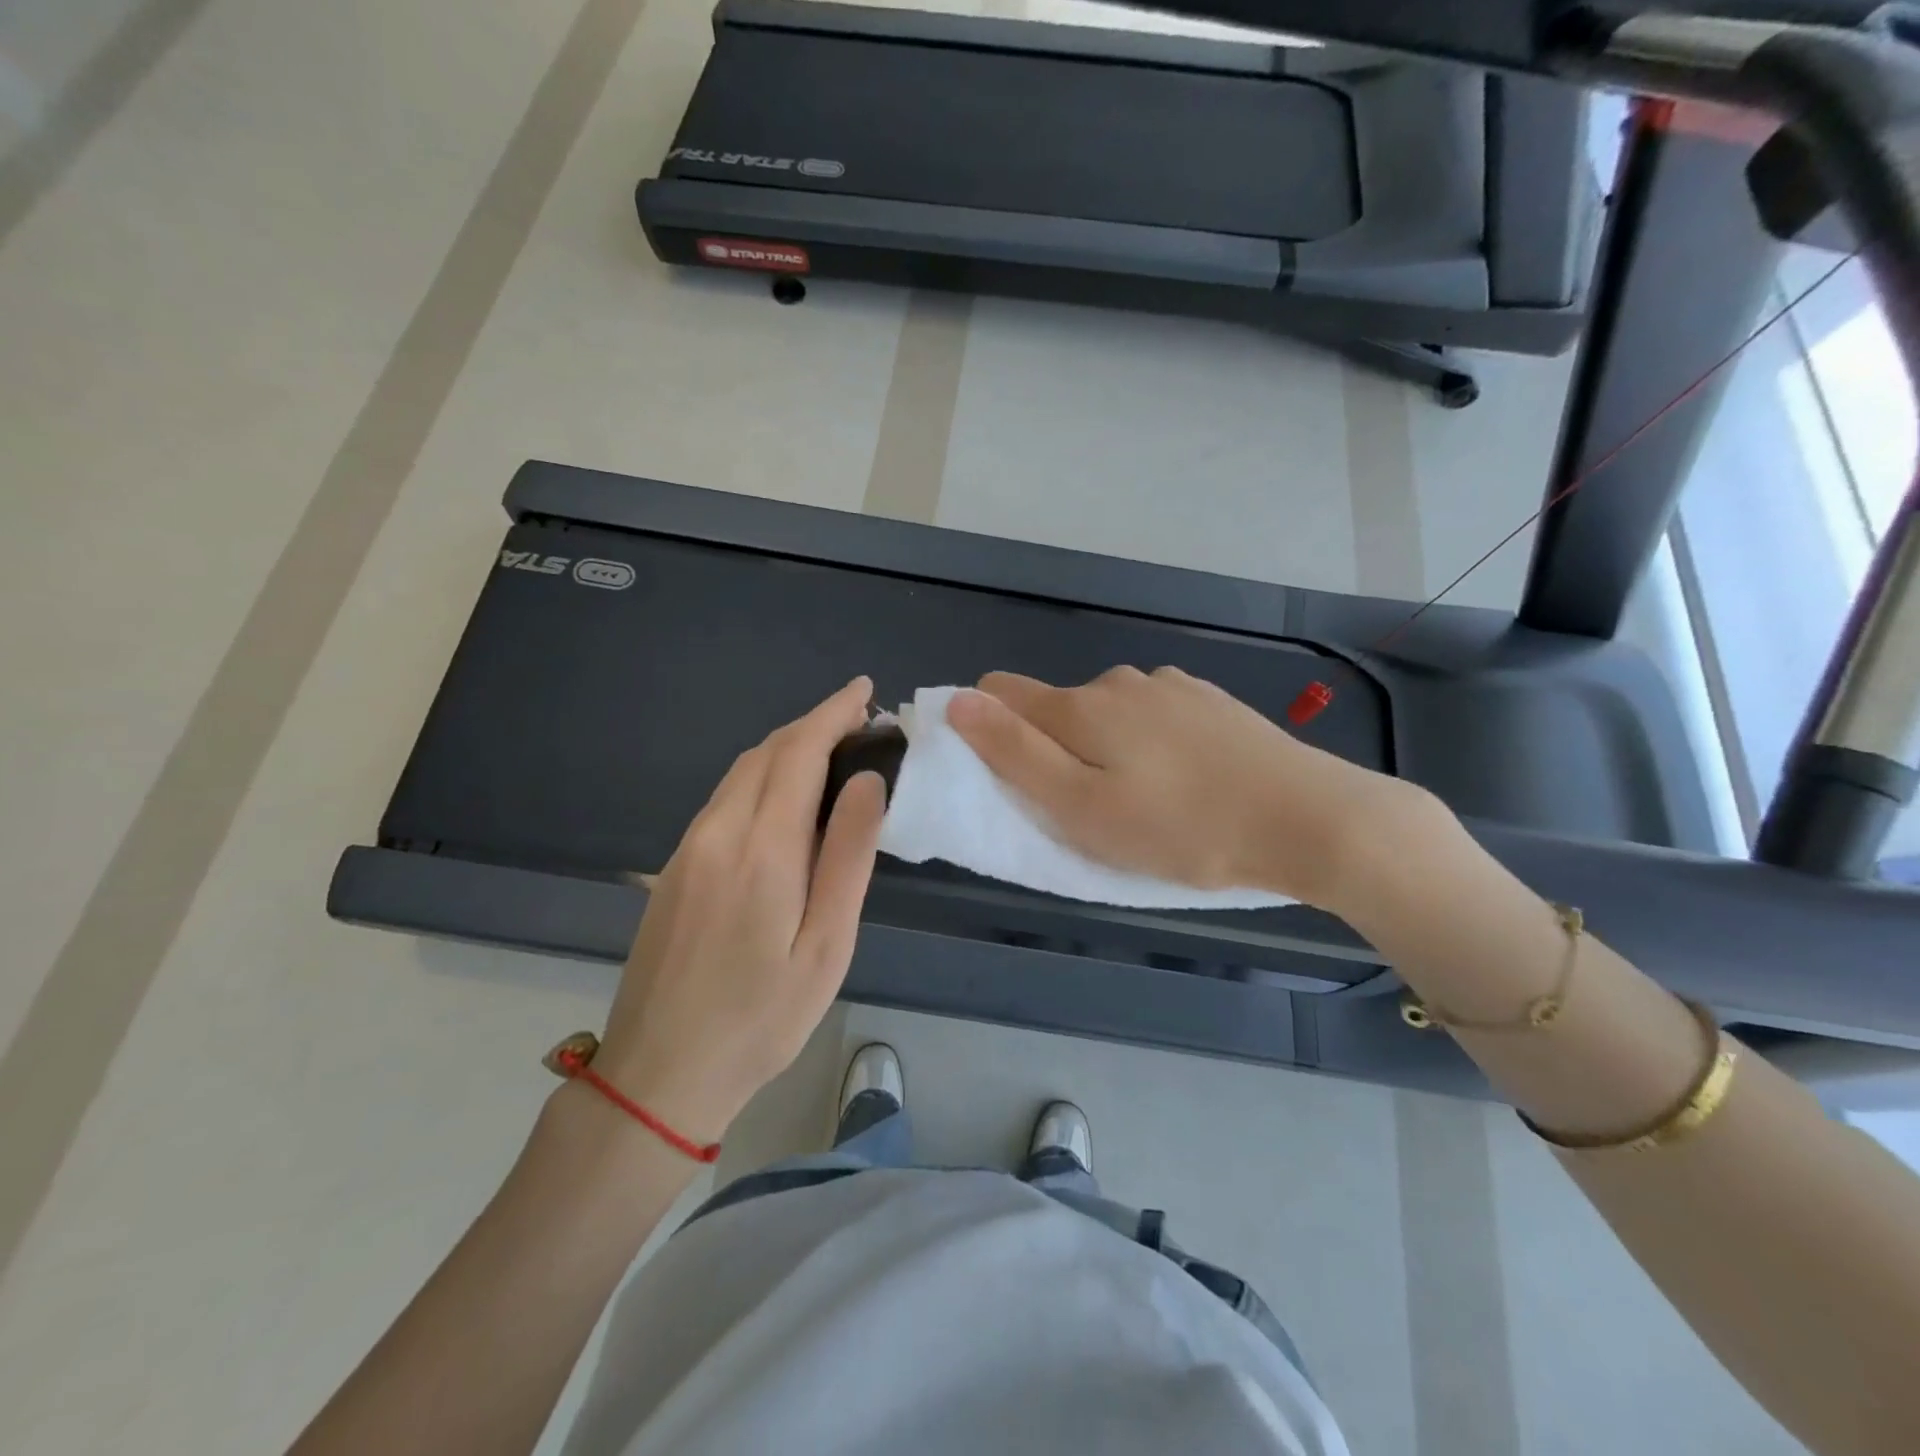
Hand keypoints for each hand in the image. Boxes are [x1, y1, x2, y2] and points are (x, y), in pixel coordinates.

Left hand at [591, 677, 886, 1144]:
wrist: (660, 1072)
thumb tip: (866, 781)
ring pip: (740, 772)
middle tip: (859, 721)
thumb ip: (848, 855)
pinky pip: (723, 799)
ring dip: (786, 748)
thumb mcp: (827, 944)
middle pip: (766, 752)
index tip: (864, 690)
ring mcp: (687, 848)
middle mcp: (717, 832)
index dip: (832, 713)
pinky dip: (761, 777)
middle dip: (813, 724)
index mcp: (761, 848)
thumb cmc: (762, 1017)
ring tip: (831, 751)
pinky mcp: (673, 868)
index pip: (798, 752)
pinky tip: (784, 799)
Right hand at [946, 666, 1430, 909]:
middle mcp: (1118, 682)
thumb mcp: (1082, 808)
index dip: (985, 728)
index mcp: (1079, 707)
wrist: (1310, 819)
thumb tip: (957, 701)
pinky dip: (1147, 744)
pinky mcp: (1208, 701)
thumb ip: (1014, 754)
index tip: (1009, 778)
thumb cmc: (1182, 829)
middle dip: (1053, 750)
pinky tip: (1184, 780)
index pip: (999, 692)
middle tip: (1087, 811)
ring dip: (1103, 749)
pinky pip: (1151, 716)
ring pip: (1106, 713)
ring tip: (1142, 802)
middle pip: (1055, 707)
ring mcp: (1169, 686)